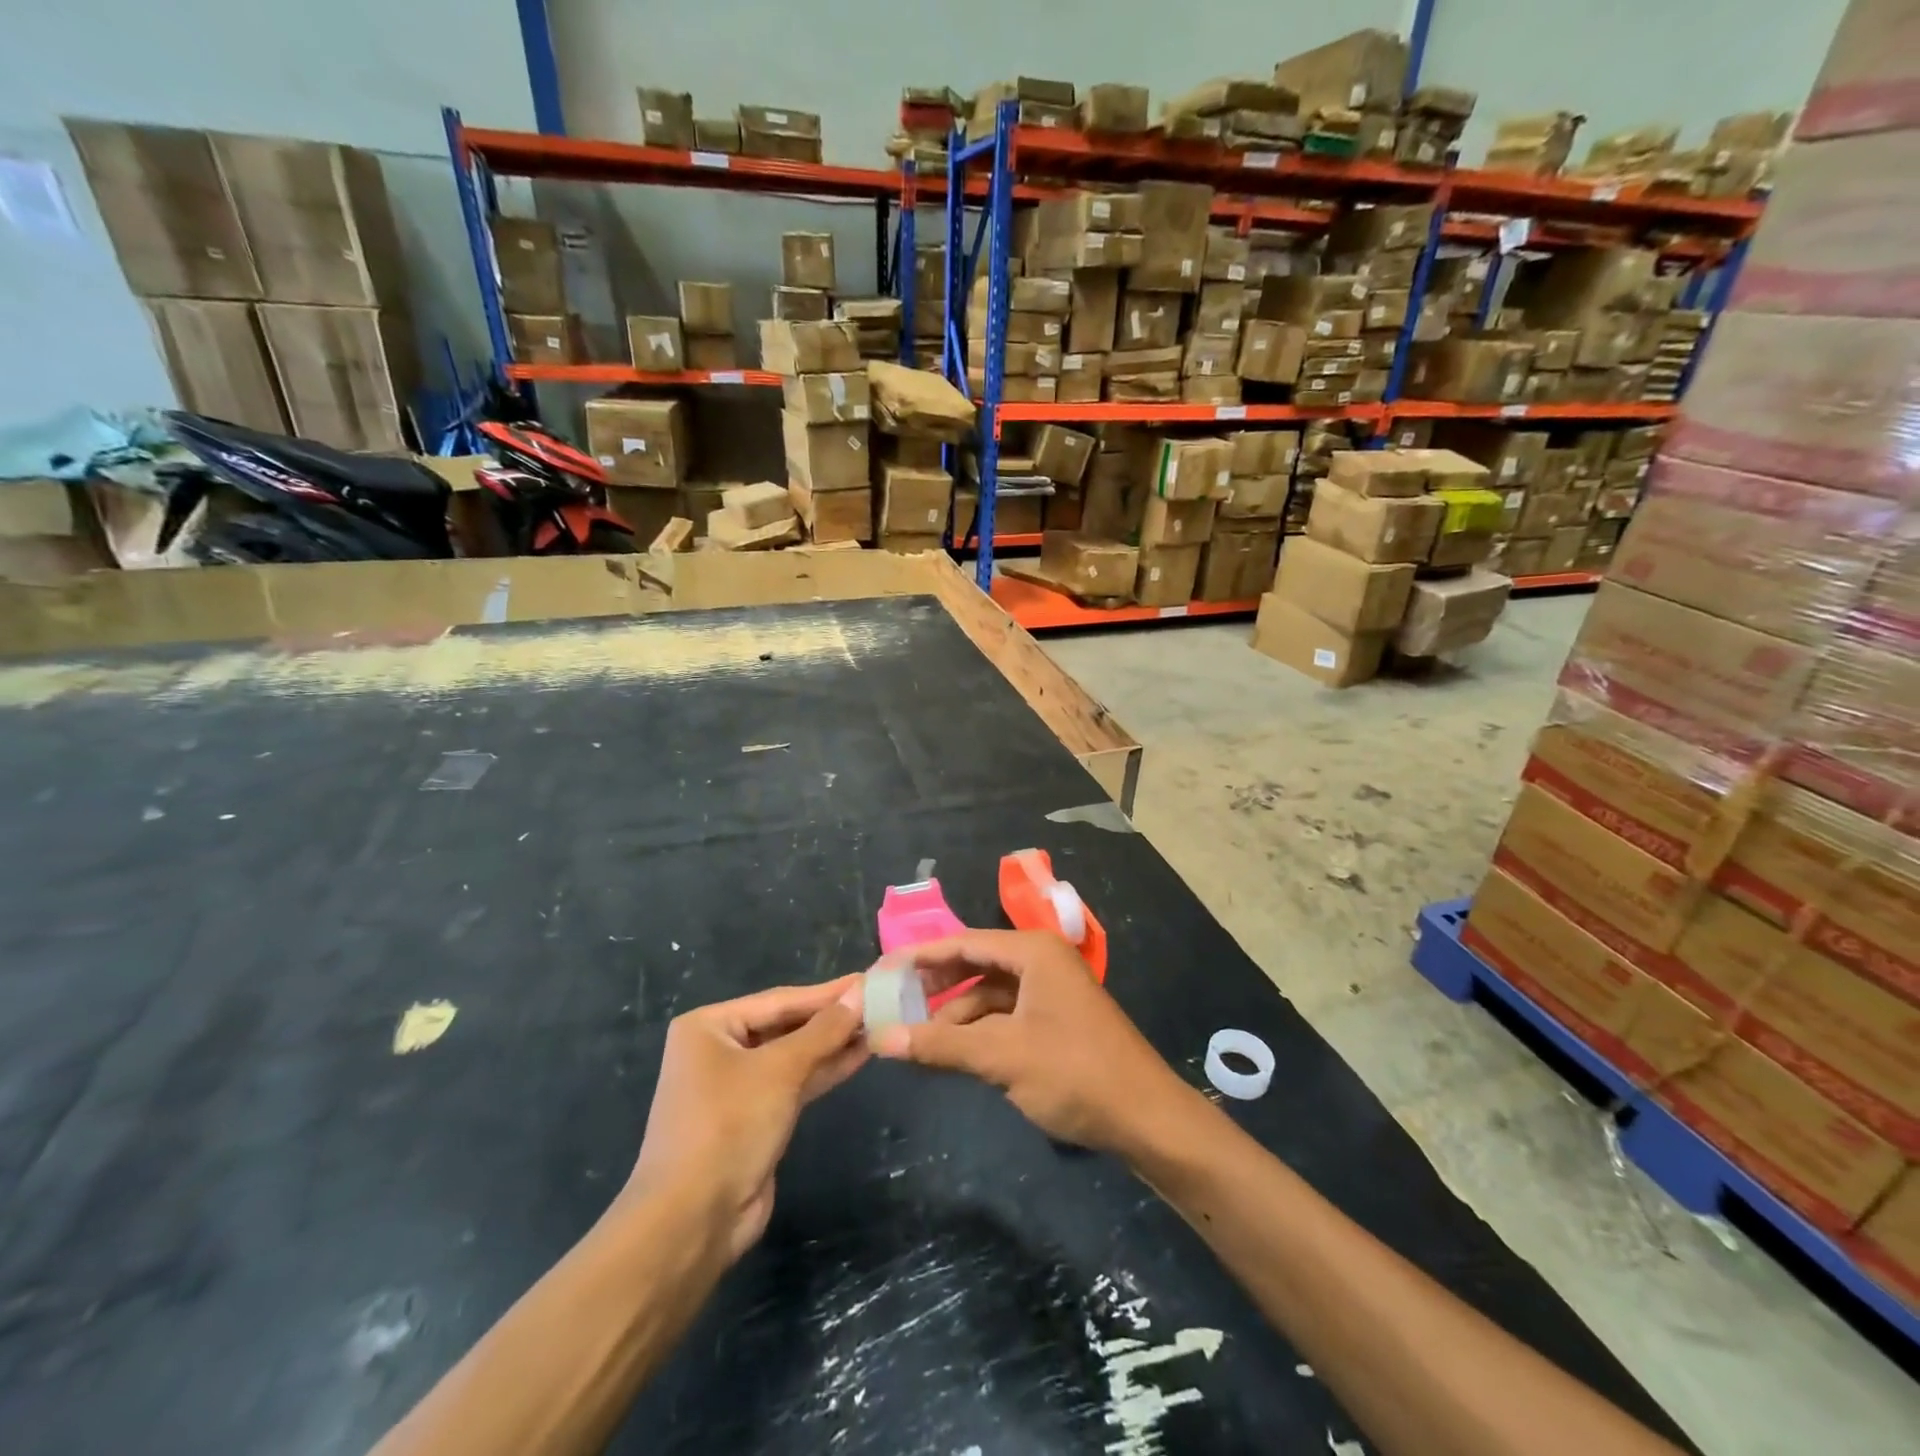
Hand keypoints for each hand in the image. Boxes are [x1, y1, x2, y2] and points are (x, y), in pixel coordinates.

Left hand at [626, 978, 866, 1260]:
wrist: (692, 1220)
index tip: (869, 979)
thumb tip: (859, 993)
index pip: (780, 999)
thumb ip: (823, 1030)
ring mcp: (736, 1086)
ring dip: (833, 1044)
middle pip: (785, 1025)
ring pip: (793, 1055)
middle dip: (831, 1018)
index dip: (827, 992)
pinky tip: (860, 1055)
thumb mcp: (779, 1070)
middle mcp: (718, 1049)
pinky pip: (794, 1083)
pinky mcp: (754, 1117)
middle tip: (880, 1002)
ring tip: (878, 1025)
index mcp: (709, 1026)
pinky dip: (824, 1070)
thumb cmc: (728, 1127)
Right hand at [871, 930, 1194, 1154]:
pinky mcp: (1056, 1019)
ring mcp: (1051, 990)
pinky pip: (1005, 1014)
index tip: (880, 971)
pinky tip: (953, 1051)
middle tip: (891, 1002)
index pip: (963, 942)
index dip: (919, 956)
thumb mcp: (1001, 1056)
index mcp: (1032, 951)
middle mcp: (1041, 960)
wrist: (1147, 1119)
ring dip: (955, 1013)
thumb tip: (880, 1038)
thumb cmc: (1074, 1073)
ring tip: (914, 1036)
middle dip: (935, 984)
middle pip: (975, 963)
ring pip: (989, 993)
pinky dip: (978, 1029)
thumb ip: (939, 1044)